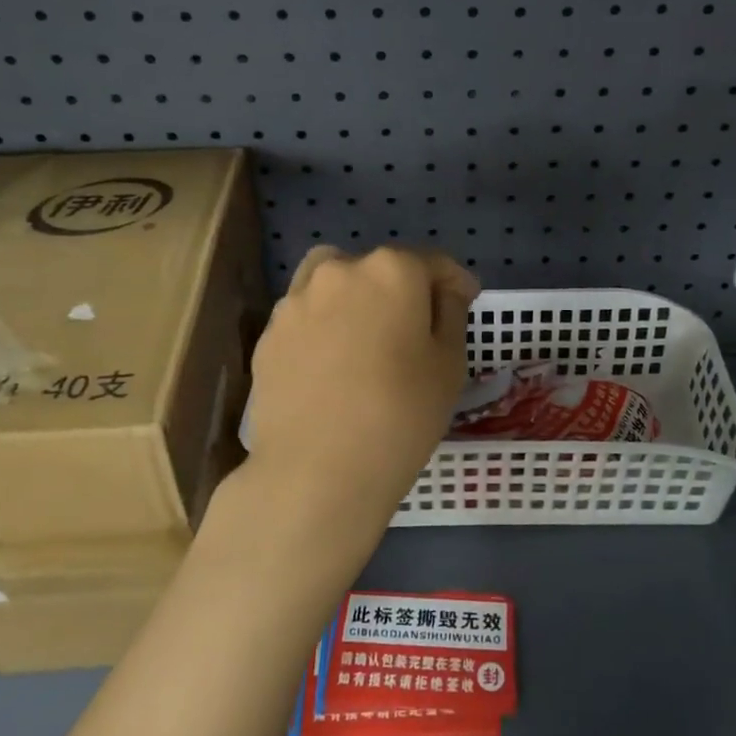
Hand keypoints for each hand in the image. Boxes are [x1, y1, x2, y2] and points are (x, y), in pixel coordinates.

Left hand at [227, 246, 478, 558]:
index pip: (432, 264)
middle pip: (380, 269)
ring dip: (356, 301)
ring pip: (336, 286)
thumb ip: (450, 313)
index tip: (467, 300)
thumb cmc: (400, 415)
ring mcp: (296, 301)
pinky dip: (324, 329)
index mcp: (391, 270)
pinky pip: (307, 318)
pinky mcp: (268, 335)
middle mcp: (339, 271)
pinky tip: (333, 368)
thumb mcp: (449, 364)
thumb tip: (443, 291)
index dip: (455, 282)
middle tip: (415, 331)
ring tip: (366, 343)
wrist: (315, 472)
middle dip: (402, 290)